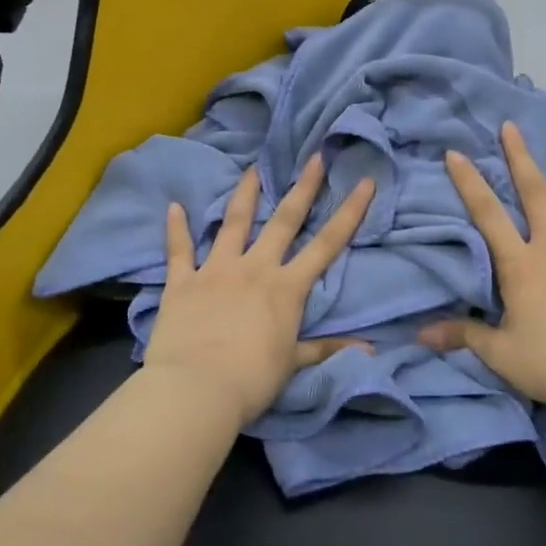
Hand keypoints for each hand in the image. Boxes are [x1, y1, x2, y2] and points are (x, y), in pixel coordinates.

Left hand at [145, 155, 376, 428]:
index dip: (350, 211)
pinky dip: (177, 228)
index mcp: (287, 287)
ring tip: (253, 169)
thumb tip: (371, 350)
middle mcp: (256, 268)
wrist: (197, 388)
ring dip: (245, 194)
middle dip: (303, 187)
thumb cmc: (253, 379)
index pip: (327, 244)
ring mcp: (217, 270)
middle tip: (314, 157)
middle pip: (284, 220)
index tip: (364, 181)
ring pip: (234, 223)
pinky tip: (174, 206)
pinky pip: (180, 250)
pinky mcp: (183, 282)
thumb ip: (327, 348)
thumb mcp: (293, 363)